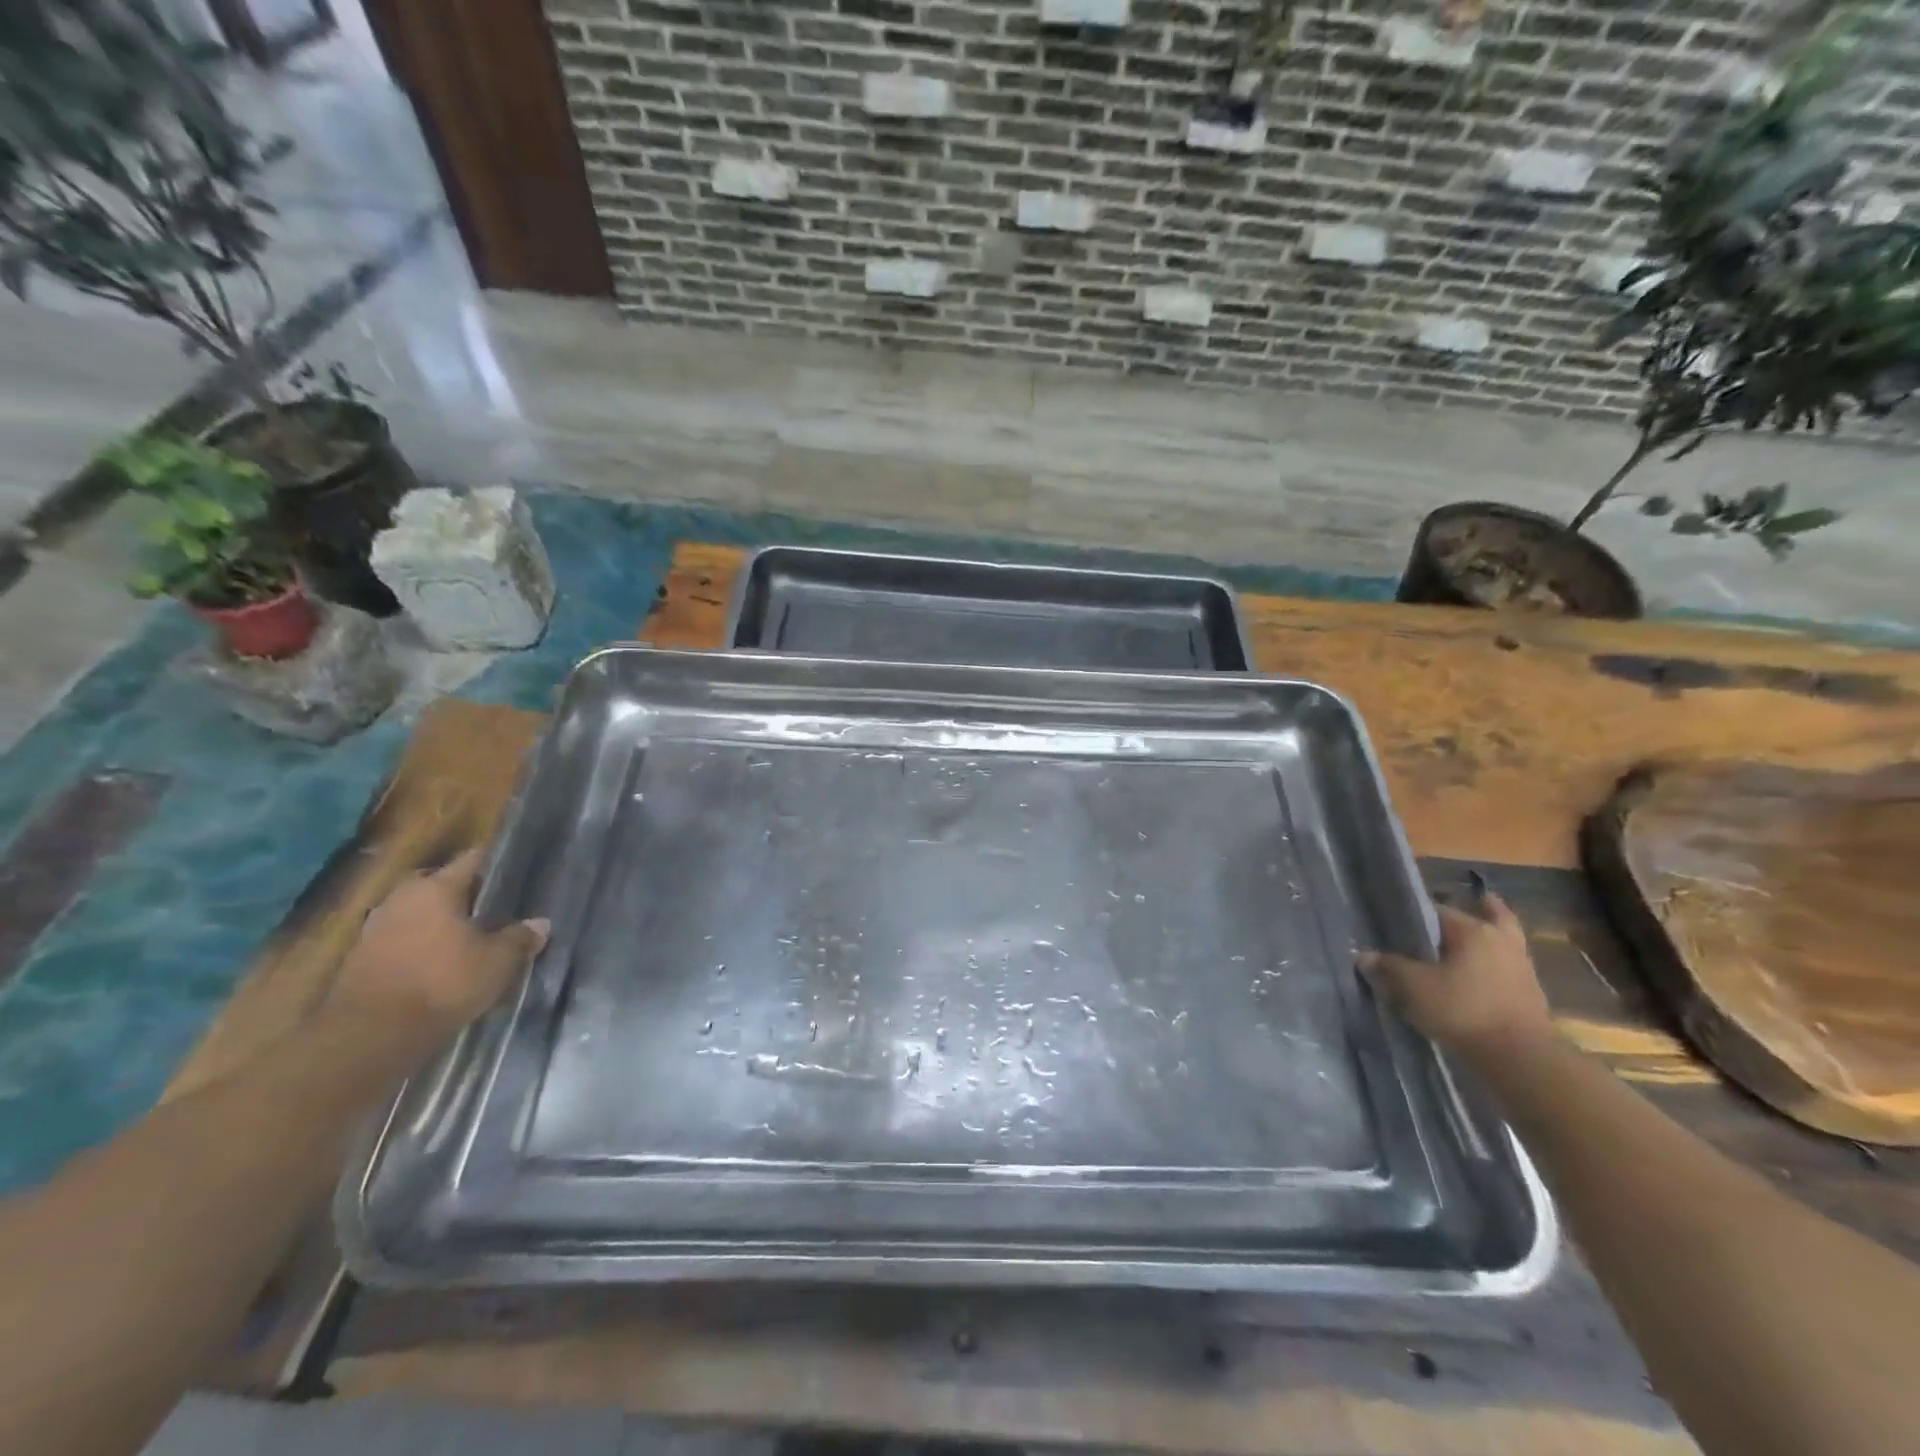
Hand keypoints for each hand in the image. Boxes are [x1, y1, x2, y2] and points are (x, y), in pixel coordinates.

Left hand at [328, 849, 547, 1050]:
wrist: (371, 1035)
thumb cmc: (443, 983)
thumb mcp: (498, 962)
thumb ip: (520, 938)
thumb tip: (541, 924)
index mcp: (435, 888)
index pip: (471, 860)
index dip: (495, 864)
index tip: (514, 870)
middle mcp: (401, 898)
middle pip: (437, 884)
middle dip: (461, 894)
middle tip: (490, 907)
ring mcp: (374, 929)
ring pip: (415, 914)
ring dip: (436, 922)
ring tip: (465, 938)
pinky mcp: (359, 960)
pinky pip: (399, 940)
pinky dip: (418, 947)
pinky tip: (438, 964)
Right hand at [1358, 892, 1553, 1058]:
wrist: (1521, 1060)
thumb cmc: (1463, 1011)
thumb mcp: (1414, 987)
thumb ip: (1389, 968)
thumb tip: (1364, 956)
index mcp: (1474, 931)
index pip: (1439, 910)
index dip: (1416, 915)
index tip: (1399, 923)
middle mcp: (1501, 941)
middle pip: (1489, 916)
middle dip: (1474, 911)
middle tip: (1449, 917)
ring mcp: (1522, 968)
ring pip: (1501, 943)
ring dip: (1486, 942)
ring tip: (1461, 947)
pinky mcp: (1531, 996)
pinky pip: (1506, 970)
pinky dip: (1492, 968)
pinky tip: (1473, 979)